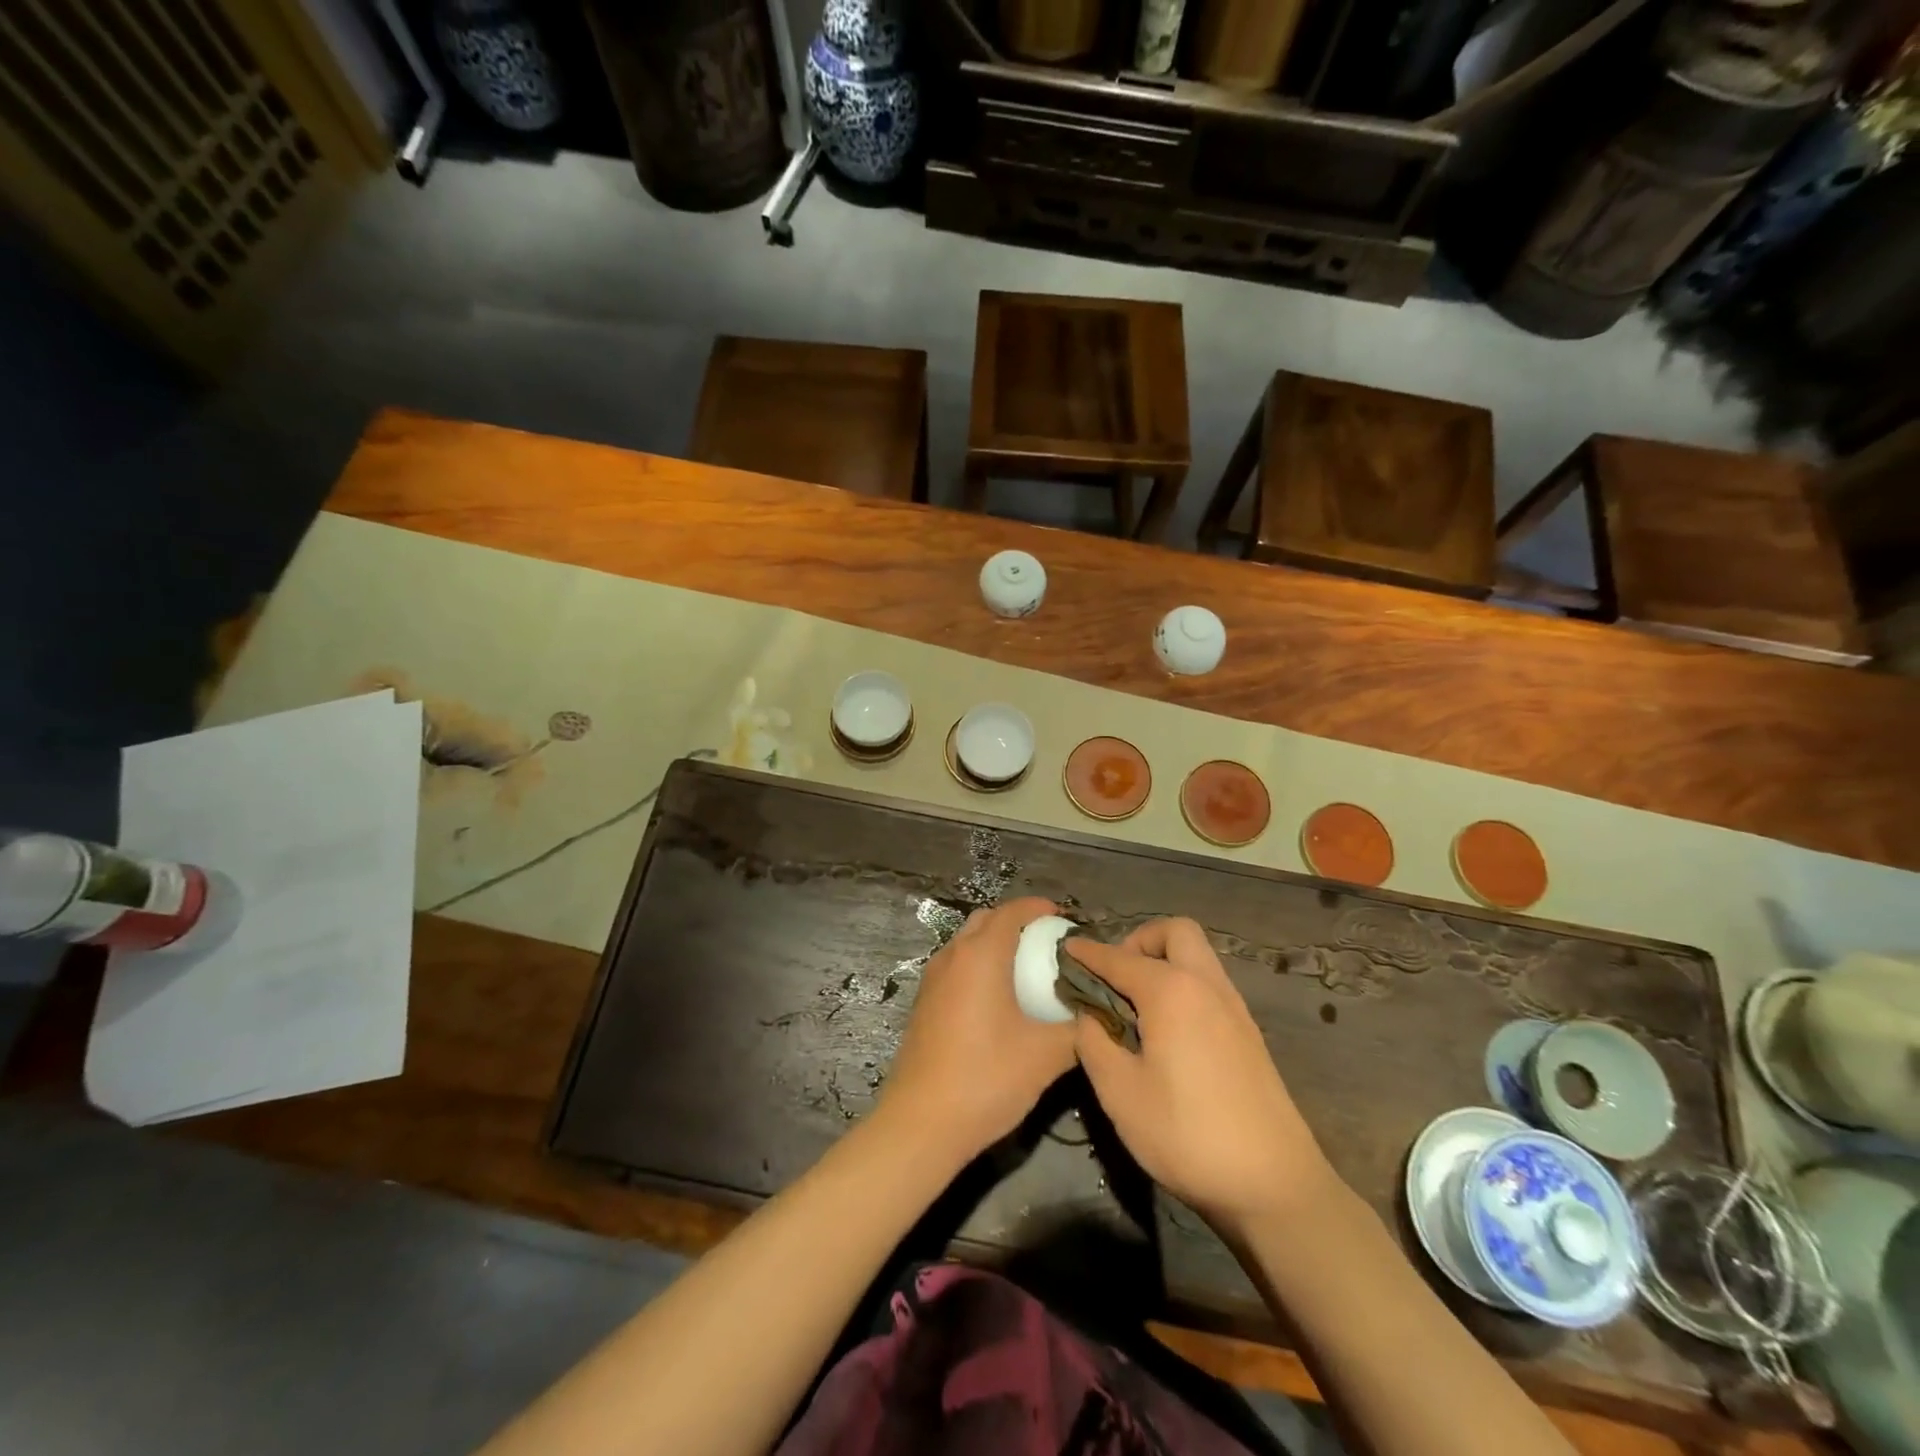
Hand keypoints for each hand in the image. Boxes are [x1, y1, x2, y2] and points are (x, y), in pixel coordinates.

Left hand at [879, 897, 1076, 1160]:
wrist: (921, 1123)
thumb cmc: (986, 1079)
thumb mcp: (1045, 1056)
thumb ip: (1078, 1029)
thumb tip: (1098, 1014)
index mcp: (981, 955)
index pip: (1012, 912)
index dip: (1039, 908)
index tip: (1064, 919)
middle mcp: (952, 956)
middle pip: (986, 920)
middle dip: (1017, 922)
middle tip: (1048, 943)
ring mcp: (932, 980)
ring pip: (966, 943)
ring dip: (995, 944)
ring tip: (1026, 969)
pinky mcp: (924, 1003)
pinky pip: (956, 967)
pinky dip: (979, 966)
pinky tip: (998, 1000)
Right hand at [1067, 918, 1341, 1234]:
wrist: (1275, 1186)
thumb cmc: (1187, 1135)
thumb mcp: (1120, 1093)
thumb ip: (1094, 1042)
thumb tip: (1088, 1016)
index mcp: (1171, 990)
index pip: (1118, 957)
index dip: (1087, 953)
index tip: (1064, 950)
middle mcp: (1206, 985)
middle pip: (1174, 932)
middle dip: (1138, 941)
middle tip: (1114, 978)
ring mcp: (1234, 1008)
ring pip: (1197, 956)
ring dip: (1163, 961)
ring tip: (1135, 1005)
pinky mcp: (1248, 1033)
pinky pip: (1209, 984)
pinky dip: (1183, 986)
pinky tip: (1166, 1030)